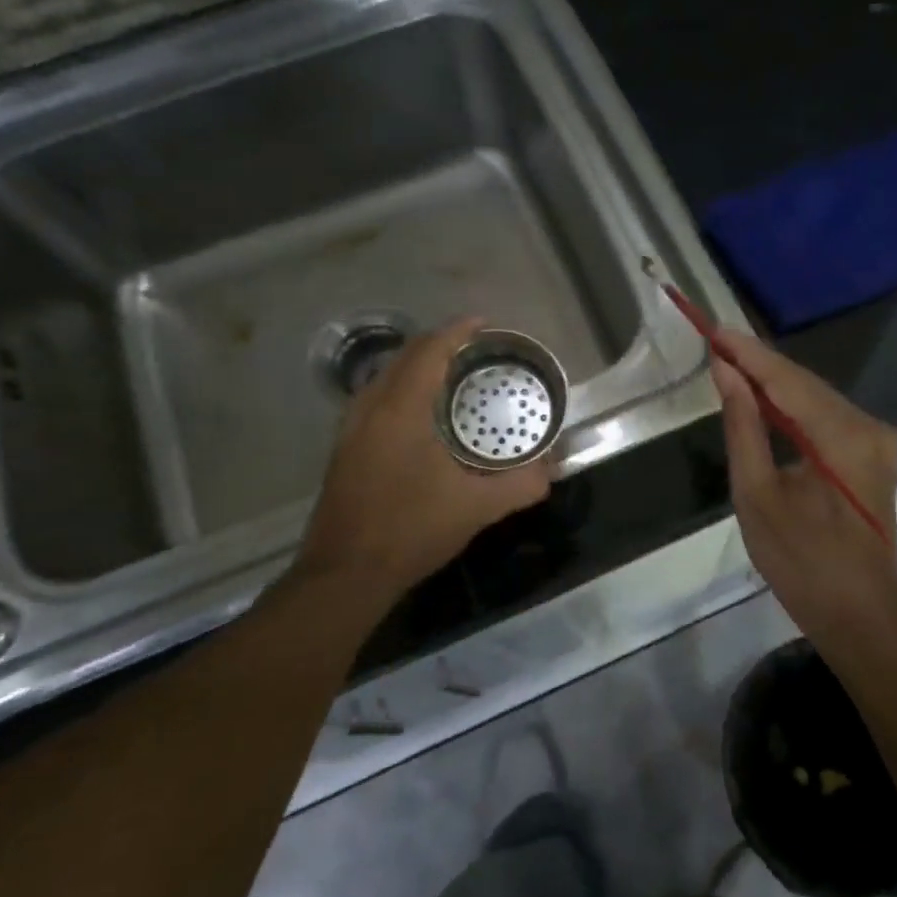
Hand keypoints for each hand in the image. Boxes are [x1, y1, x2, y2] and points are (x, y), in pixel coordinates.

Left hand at [293, 317, 551, 598]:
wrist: (345, 574)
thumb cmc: (411, 530)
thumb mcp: (476, 508)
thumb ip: (521, 485)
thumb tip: (552, 469)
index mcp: (401, 410)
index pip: (430, 351)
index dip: (457, 331)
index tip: (483, 322)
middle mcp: (370, 408)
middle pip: (404, 357)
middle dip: (438, 344)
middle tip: (473, 348)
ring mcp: (351, 429)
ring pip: (385, 378)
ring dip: (417, 366)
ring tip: (450, 375)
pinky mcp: (344, 449)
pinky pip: (376, 399)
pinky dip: (401, 389)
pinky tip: (420, 415)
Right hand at [711, 329, 896, 639]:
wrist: (858, 612)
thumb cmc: (800, 561)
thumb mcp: (756, 495)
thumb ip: (743, 427)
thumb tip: (727, 374)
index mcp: (844, 438)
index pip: (788, 380)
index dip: (749, 353)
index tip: (714, 330)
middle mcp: (870, 428)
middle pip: (806, 383)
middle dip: (759, 363)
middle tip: (716, 343)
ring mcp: (878, 440)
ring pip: (817, 397)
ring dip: (775, 383)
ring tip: (731, 363)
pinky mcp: (874, 454)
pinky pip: (826, 417)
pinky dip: (793, 406)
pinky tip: (764, 398)